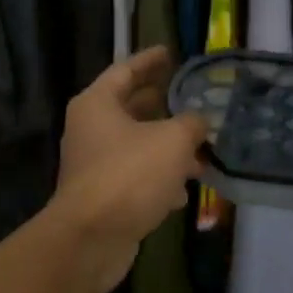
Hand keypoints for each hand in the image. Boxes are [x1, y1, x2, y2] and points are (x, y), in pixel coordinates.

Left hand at [51, 47, 208, 292]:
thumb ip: (192, 123)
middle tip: (191, 98)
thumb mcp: (172, 140)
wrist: (90, 239)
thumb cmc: (129, 175)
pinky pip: (136, 178)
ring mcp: (95, 165)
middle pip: (131, 108)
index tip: (170, 53)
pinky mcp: (104, 197)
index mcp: (98, 104)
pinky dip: (160, 180)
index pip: (126, 70)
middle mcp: (91, 129)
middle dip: (163, 105)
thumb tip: (200, 120)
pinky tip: (184, 191)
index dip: (150, 61)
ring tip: (202, 151)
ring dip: (167, 148)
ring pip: (137, 146)